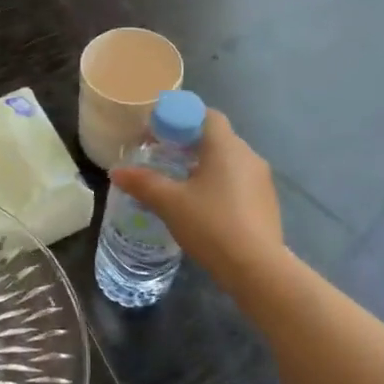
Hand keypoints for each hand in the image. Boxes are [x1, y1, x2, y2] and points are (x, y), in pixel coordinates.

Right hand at [110, 109, 285, 289]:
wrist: (256, 268)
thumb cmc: (211, 225)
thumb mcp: (170, 203)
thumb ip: (143, 183)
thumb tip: (117, 171)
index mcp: (225, 147)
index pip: (207, 114)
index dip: (182, 118)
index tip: (160, 134)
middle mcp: (248, 156)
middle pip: (217, 138)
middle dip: (189, 144)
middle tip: (164, 159)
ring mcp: (262, 181)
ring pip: (229, 162)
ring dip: (206, 167)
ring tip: (181, 186)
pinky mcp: (267, 203)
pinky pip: (240, 183)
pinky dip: (220, 186)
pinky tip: (205, 209)